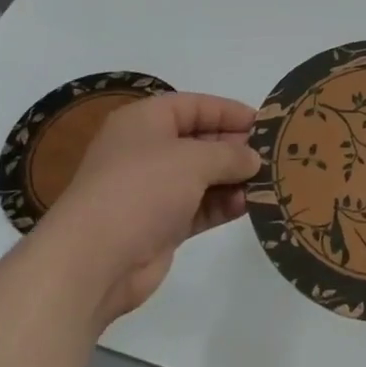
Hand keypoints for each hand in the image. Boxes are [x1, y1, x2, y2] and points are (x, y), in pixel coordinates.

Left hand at [43, 92, 259, 326]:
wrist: (93, 261)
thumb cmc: (141, 190)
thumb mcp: (193, 160)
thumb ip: (229, 154)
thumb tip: (253, 158)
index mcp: (145, 121)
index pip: (194, 105)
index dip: (229, 111)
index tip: (264, 122)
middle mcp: (146, 150)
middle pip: (199, 140)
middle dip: (235, 147)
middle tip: (272, 154)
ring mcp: (152, 190)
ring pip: (202, 176)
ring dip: (233, 179)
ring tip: (269, 182)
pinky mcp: (159, 225)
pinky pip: (198, 206)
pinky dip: (222, 204)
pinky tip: (249, 205)